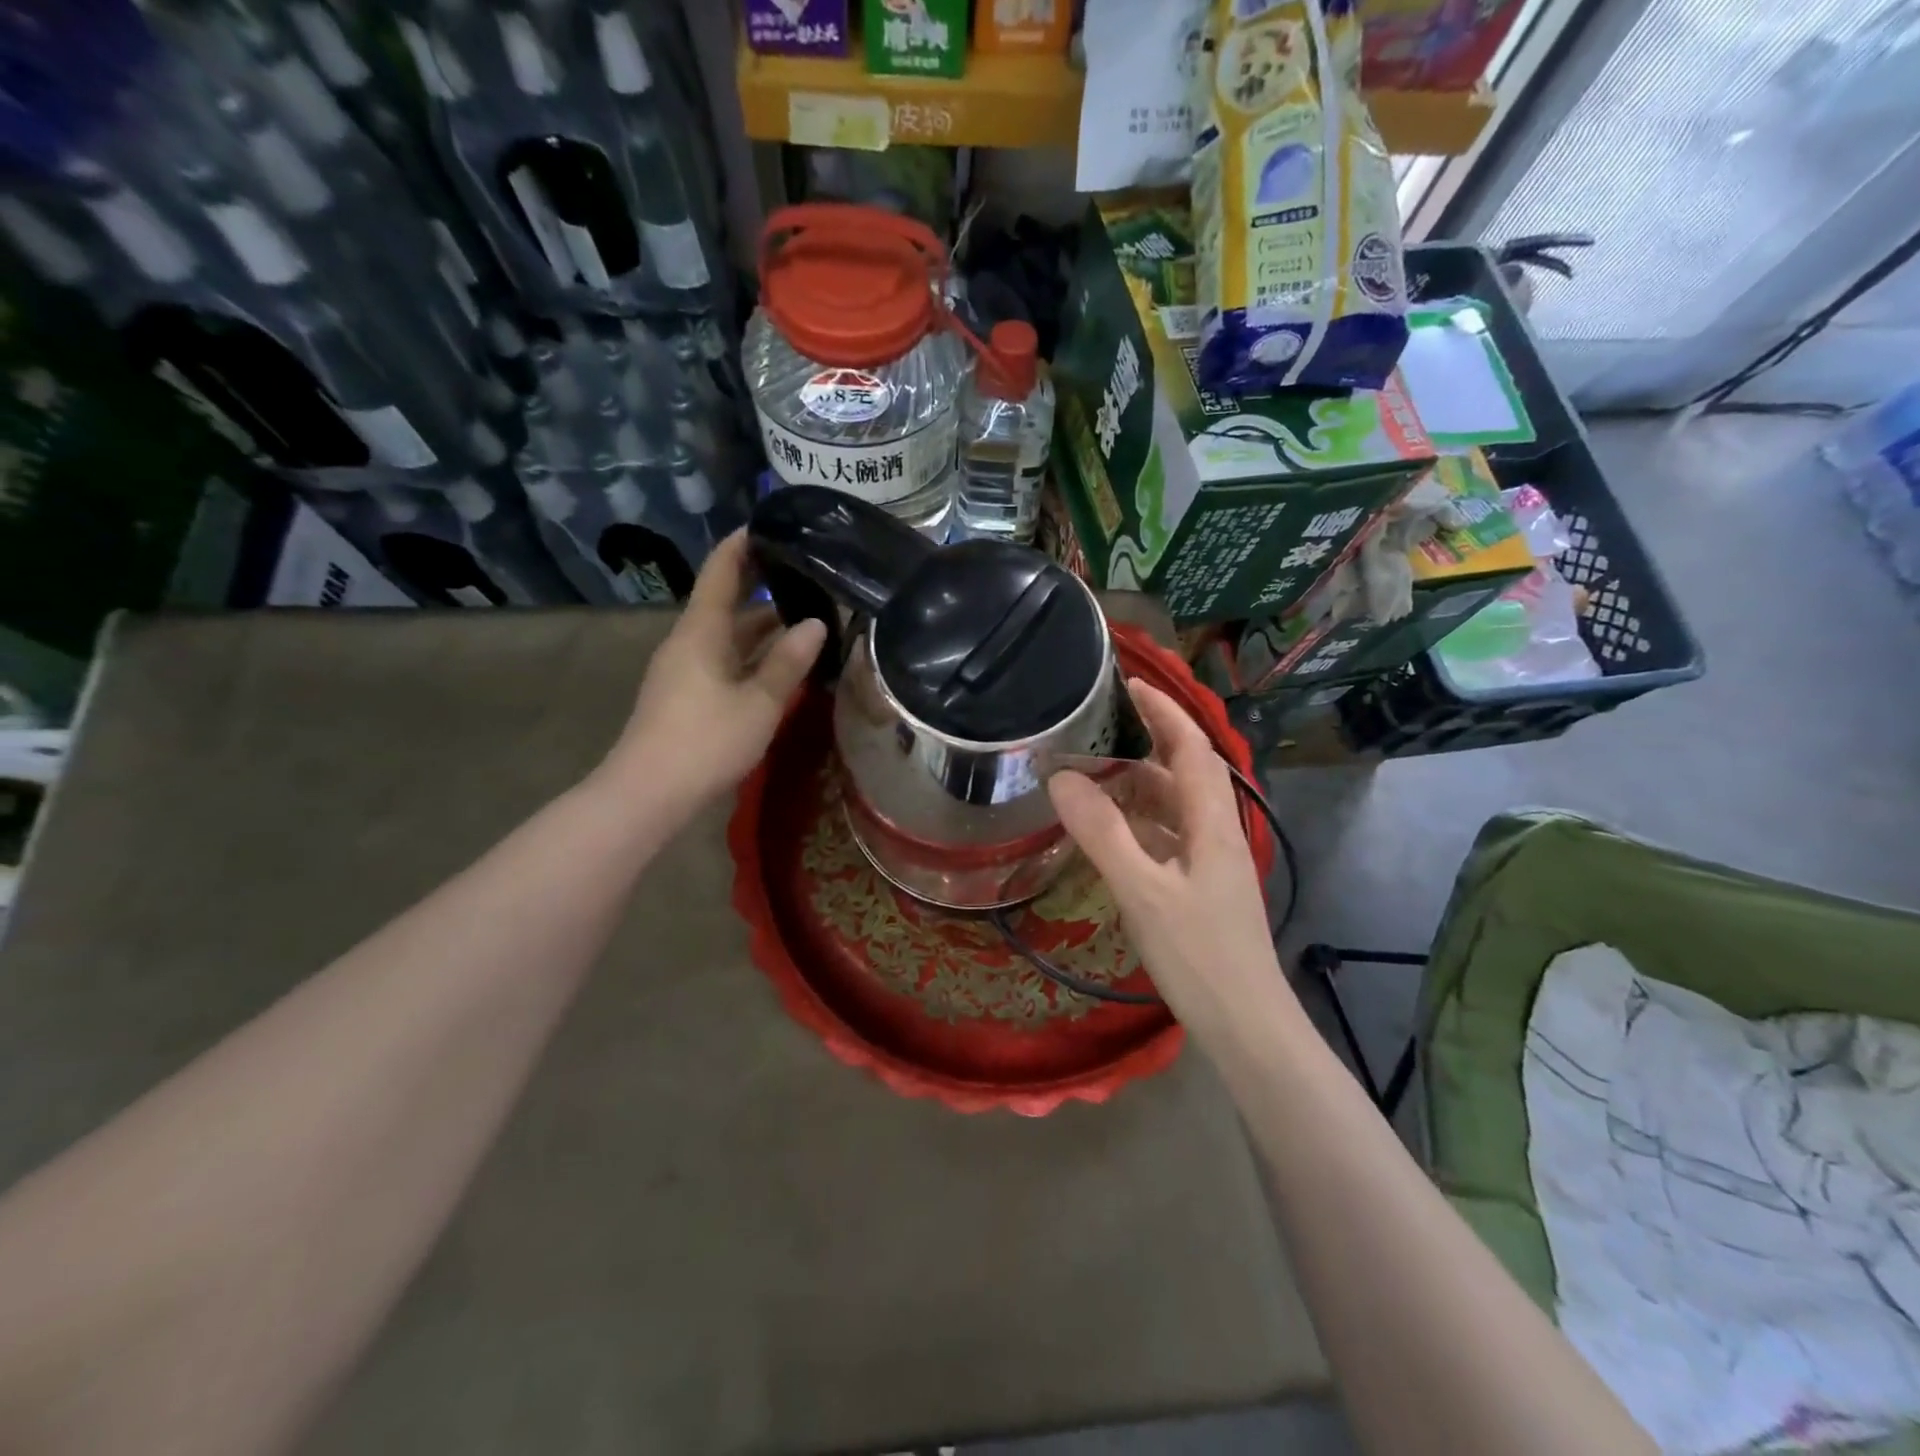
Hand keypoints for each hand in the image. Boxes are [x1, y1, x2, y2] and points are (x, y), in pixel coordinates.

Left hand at [602, 531, 825, 813]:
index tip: (769, 524)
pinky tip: (782, 664)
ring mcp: (686, 670)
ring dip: (763, 627)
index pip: (721, 571)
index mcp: (701, 631)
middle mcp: (690, 642)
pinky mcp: (688, 696)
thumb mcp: (758, 702)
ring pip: (729, 636)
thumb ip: (788, 662)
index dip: (742, 545)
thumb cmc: (706, 740)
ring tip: (808, 617)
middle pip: (727, 602)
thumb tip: (816, 624)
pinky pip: (726, 661)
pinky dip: (754, 655)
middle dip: (763, 586)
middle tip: (806, 574)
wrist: (649, 793)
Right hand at [1048, 679, 1292, 1039]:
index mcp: (1211, 823)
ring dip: (1134, 788)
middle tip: (1091, 735)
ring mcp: (1209, 863)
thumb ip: (1102, 833)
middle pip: (1182, 773)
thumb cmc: (1198, 955)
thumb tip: (1061, 778)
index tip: (1128, 685)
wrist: (1245, 1025)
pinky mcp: (1199, 889)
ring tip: (1087, 779)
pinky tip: (1107, 835)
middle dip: (1141, 746)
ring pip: (1172, 808)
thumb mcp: (1142, 891)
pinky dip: (1136, 824)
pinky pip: (1165, 838)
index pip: (1192, 747)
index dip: (1164, 711)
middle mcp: (1215, 833)